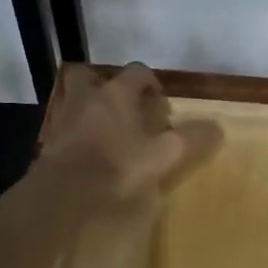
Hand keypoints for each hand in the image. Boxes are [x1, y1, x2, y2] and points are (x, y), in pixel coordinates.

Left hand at [37, 64, 222, 205]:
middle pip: (91, 77)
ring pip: (76, 101)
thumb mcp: (164, 154)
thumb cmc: (118, 166)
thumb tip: (217, 127)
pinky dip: (77, 134)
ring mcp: (64, 119)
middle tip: (123, 107)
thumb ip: (191, 138)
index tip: (160, 101)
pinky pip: (65, 128)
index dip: (151, 82)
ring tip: (107, 131)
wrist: (63, 195)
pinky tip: (90, 154)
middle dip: (106, 86)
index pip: (137, 72)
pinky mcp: (49, 143)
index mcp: (117, 94)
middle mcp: (88, 98)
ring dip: (90, 109)